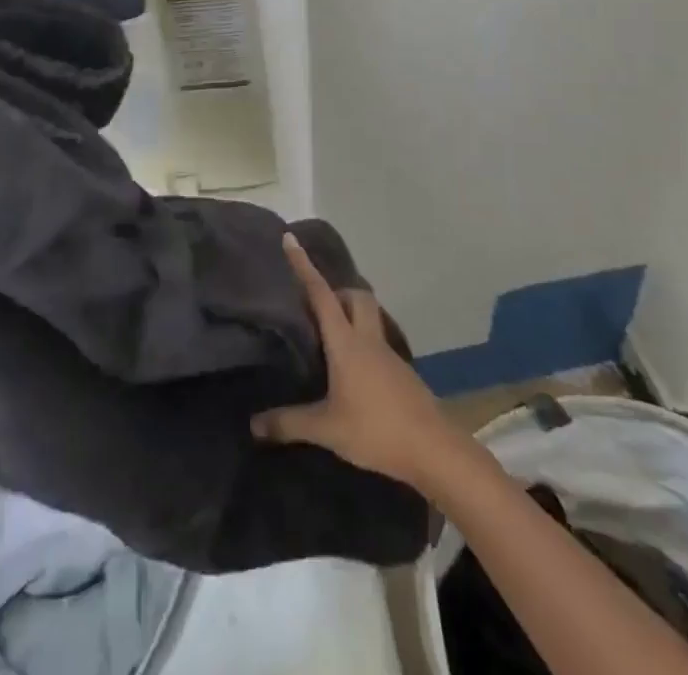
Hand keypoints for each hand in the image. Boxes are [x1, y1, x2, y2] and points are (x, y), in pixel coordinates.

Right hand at [250, 234, 461, 491]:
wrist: (433, 449)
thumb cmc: (376, 429)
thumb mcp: (327, 429)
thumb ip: (289, 423)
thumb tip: (253, 424)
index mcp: (346, 342)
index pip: (321, 294)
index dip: (303, 266)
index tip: (290, 239)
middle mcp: (367, 339)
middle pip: (356, 296)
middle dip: (336, 291)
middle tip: (314, 306)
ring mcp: (387, 355)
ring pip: (368, 317)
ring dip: (350, 315)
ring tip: (328, 337)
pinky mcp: (400, 373)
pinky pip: (376, 342)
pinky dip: (360, 343)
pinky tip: (350, 371)